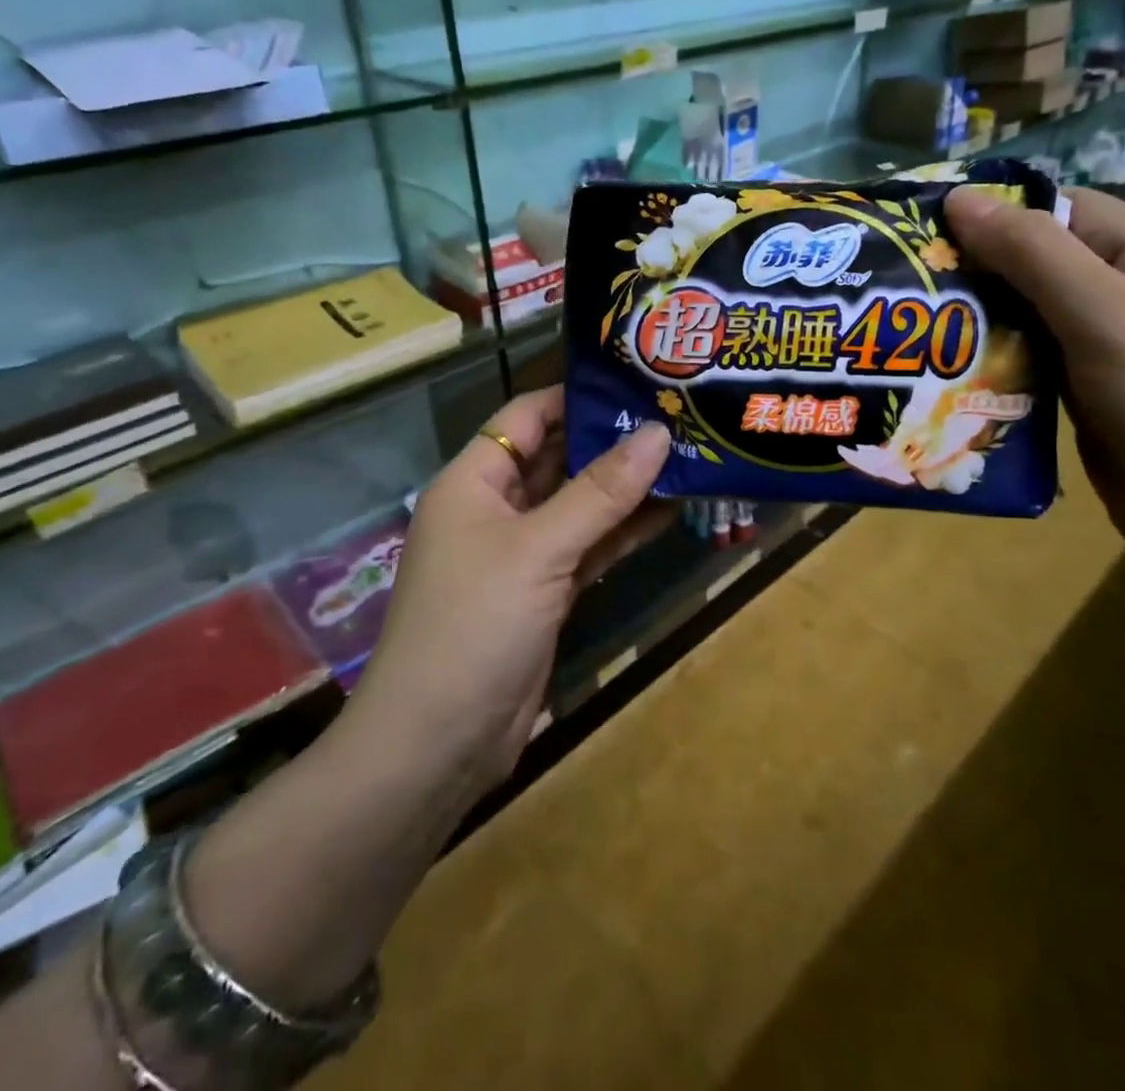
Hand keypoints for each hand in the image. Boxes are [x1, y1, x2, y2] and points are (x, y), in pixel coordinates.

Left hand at [345, 387, 673, 794]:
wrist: (437, 744)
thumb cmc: (474, 625)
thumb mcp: (539, 549)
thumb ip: (599, 492)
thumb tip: (658, 433)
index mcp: (474, 481)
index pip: (527, 416)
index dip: (576, 395)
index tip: (635, 381)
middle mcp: (496, 508)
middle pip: (558, 458)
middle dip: (611, 440)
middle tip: (676, 415)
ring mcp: (521, 553)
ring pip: (578, 505)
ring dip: (625, 488)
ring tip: (687, 456)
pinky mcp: (545, 592)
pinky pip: (588, 547)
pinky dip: (622, 531)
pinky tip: (669, 512)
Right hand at [944, 186, 1124, 562]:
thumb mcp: (1104, 316)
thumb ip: (1033, 255)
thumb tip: (958, 198)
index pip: (1054, 207)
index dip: (990, 210)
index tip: (919, 227)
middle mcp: (1120, 293)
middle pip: (1031, 263)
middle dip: (970, 270)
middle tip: (899, 285)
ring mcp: (1100, 348)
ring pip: (1022, 317)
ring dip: (973, 322)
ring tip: (907, 331)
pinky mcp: (1081, 396)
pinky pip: (1025, 365)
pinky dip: (988, 365)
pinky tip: (943, 376)